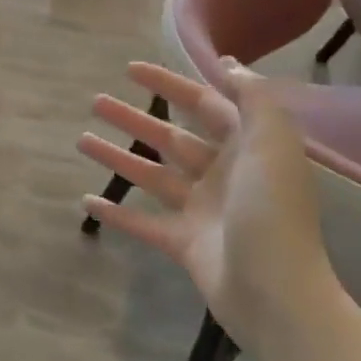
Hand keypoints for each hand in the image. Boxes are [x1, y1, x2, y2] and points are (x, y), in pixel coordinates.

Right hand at [77, 59, 342, 352]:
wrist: (279, 296)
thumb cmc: (273, 211)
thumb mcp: (273, 144)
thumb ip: (253, 99)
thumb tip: (229, 64)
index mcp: (246, 149)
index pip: (204, 105)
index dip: (169, 84)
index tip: (130, 69)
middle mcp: (223, 176)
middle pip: (170, 138)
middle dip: (133, 118)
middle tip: (96, 102)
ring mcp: (201, 212)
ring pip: (151, 175)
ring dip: (117, 157)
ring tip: (81, 140)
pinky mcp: (184, 245)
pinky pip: (143, 223)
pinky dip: (117, 212)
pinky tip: (87, 200)